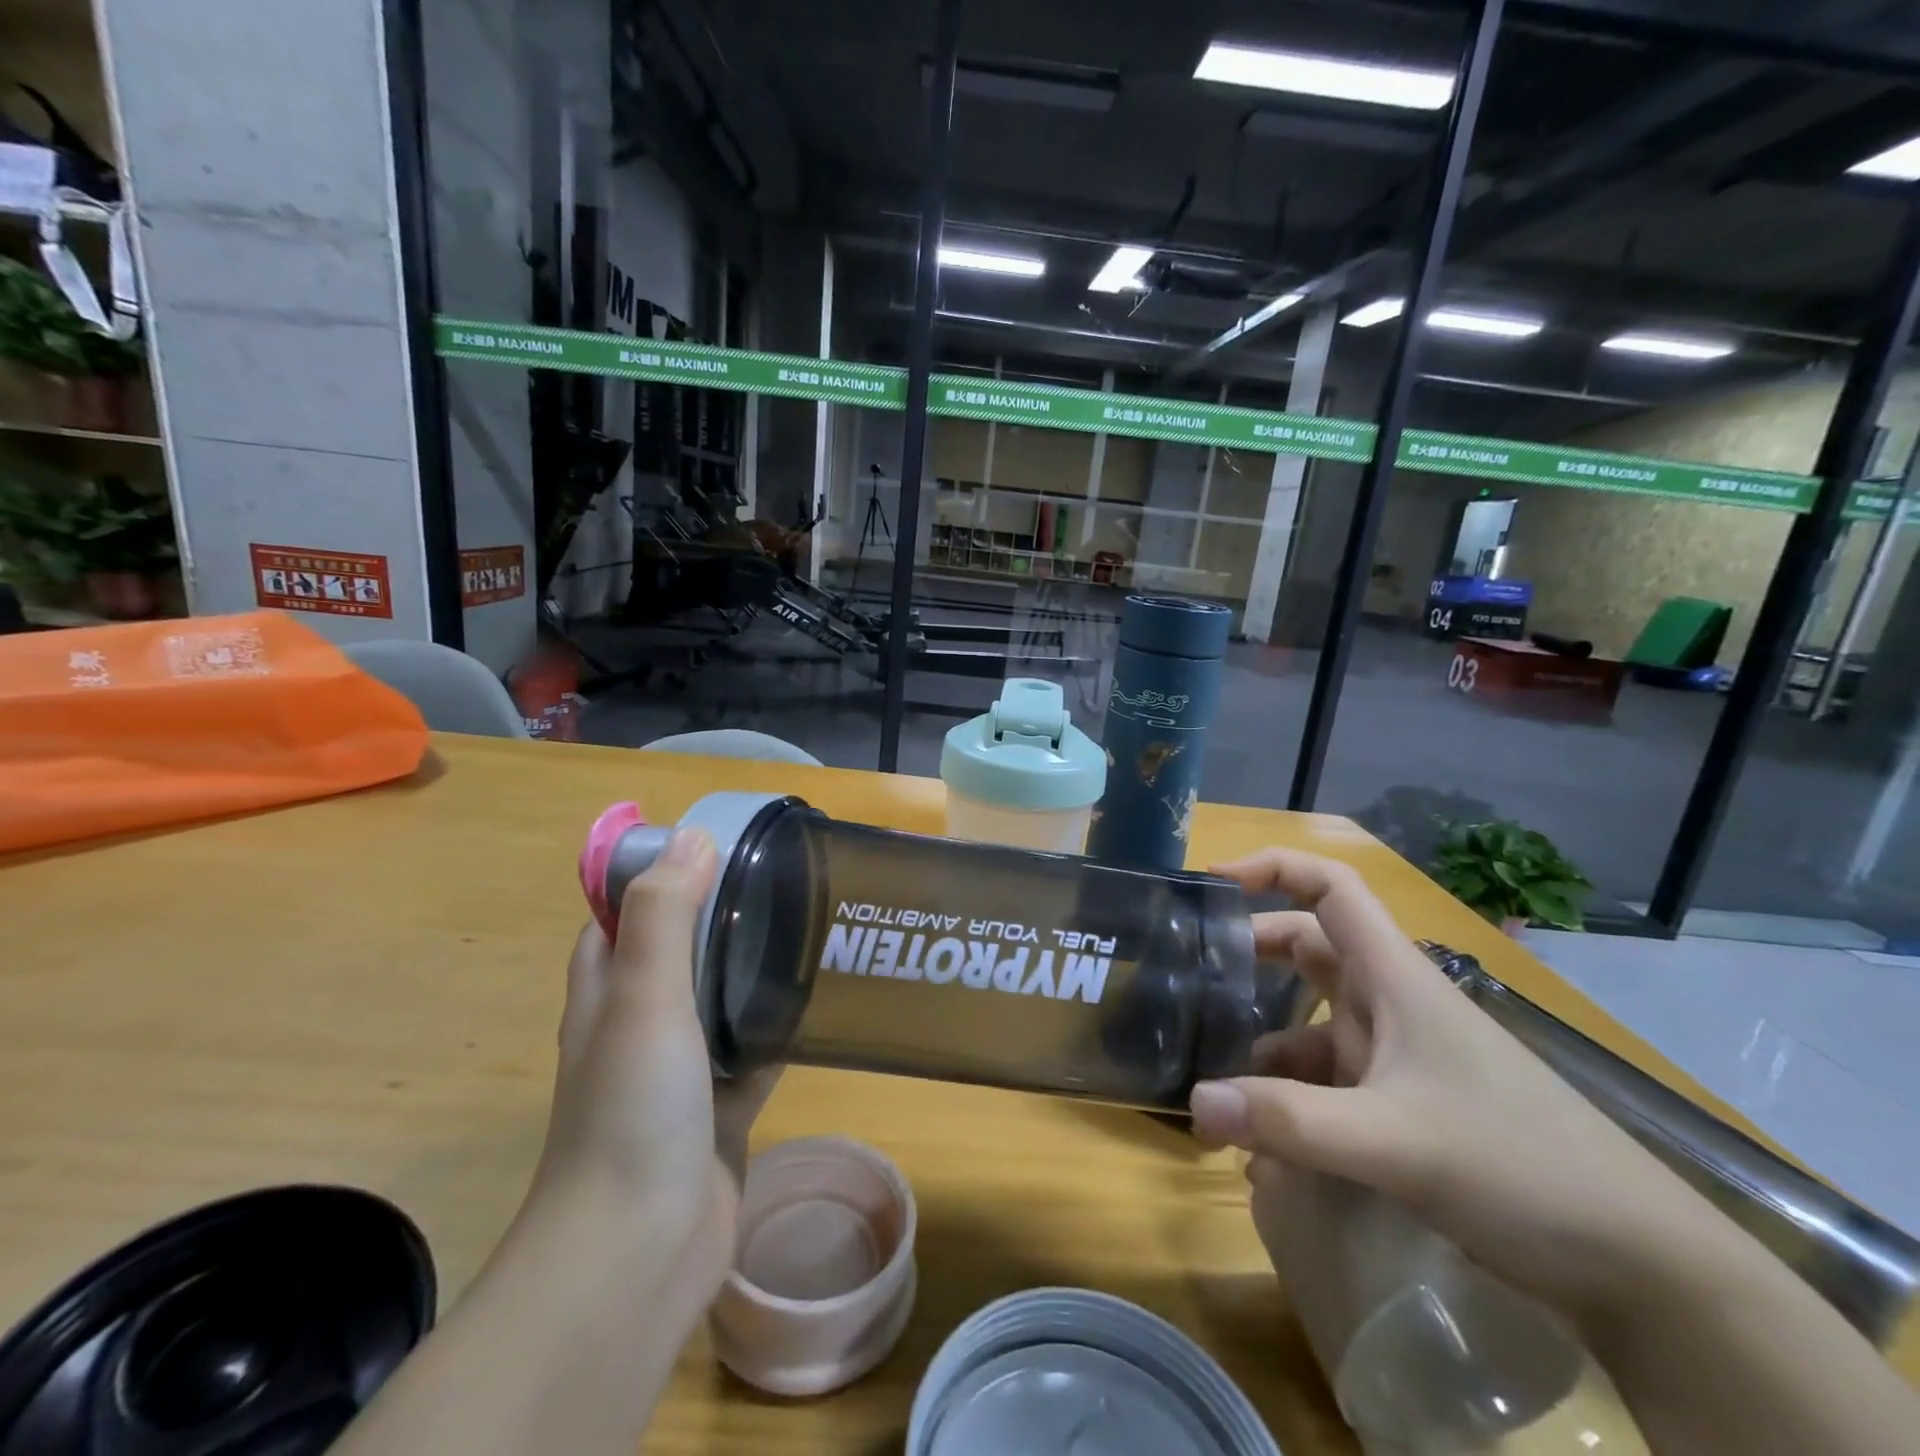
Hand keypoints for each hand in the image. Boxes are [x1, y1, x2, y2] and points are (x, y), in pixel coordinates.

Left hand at [531, 828, 779, 1302]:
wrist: (641, 1249)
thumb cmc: (633, 1109)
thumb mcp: (644, 996)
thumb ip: (665, 915)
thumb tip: (694, 835)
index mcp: (608, 988)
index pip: (626, 910)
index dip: (663, 872)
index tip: (719, 842)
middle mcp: (640, 1021)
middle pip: (681, 948)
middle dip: (723, 912)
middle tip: (783, 878)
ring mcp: (681, 1066)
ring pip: (721, 996)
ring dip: (754, 965)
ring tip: (810, 924)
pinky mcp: (721, 1105)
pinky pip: (754, 1047)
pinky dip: (779, 1024)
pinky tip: (821, 999)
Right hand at [1189, 847, 1715, 1323]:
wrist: (1641, 1267)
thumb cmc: (1521, 1165)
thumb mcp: (1396, 1141)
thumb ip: (1291, 1122)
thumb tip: (1195, 1102)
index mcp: (1394, 978)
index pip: (1330, 887)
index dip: (1271, 868)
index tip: (1212, 882)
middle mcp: (1391, 1005)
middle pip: (1307, 950)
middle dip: (1249, 958)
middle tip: (1189, 980)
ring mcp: (1397, 1057)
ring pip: (1309, 1023)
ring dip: (1261, 1044)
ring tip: (1208, 1074)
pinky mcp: (1404, 1107)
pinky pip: (1327, 1084)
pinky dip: (1289, 1101)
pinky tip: (1261, 1144)